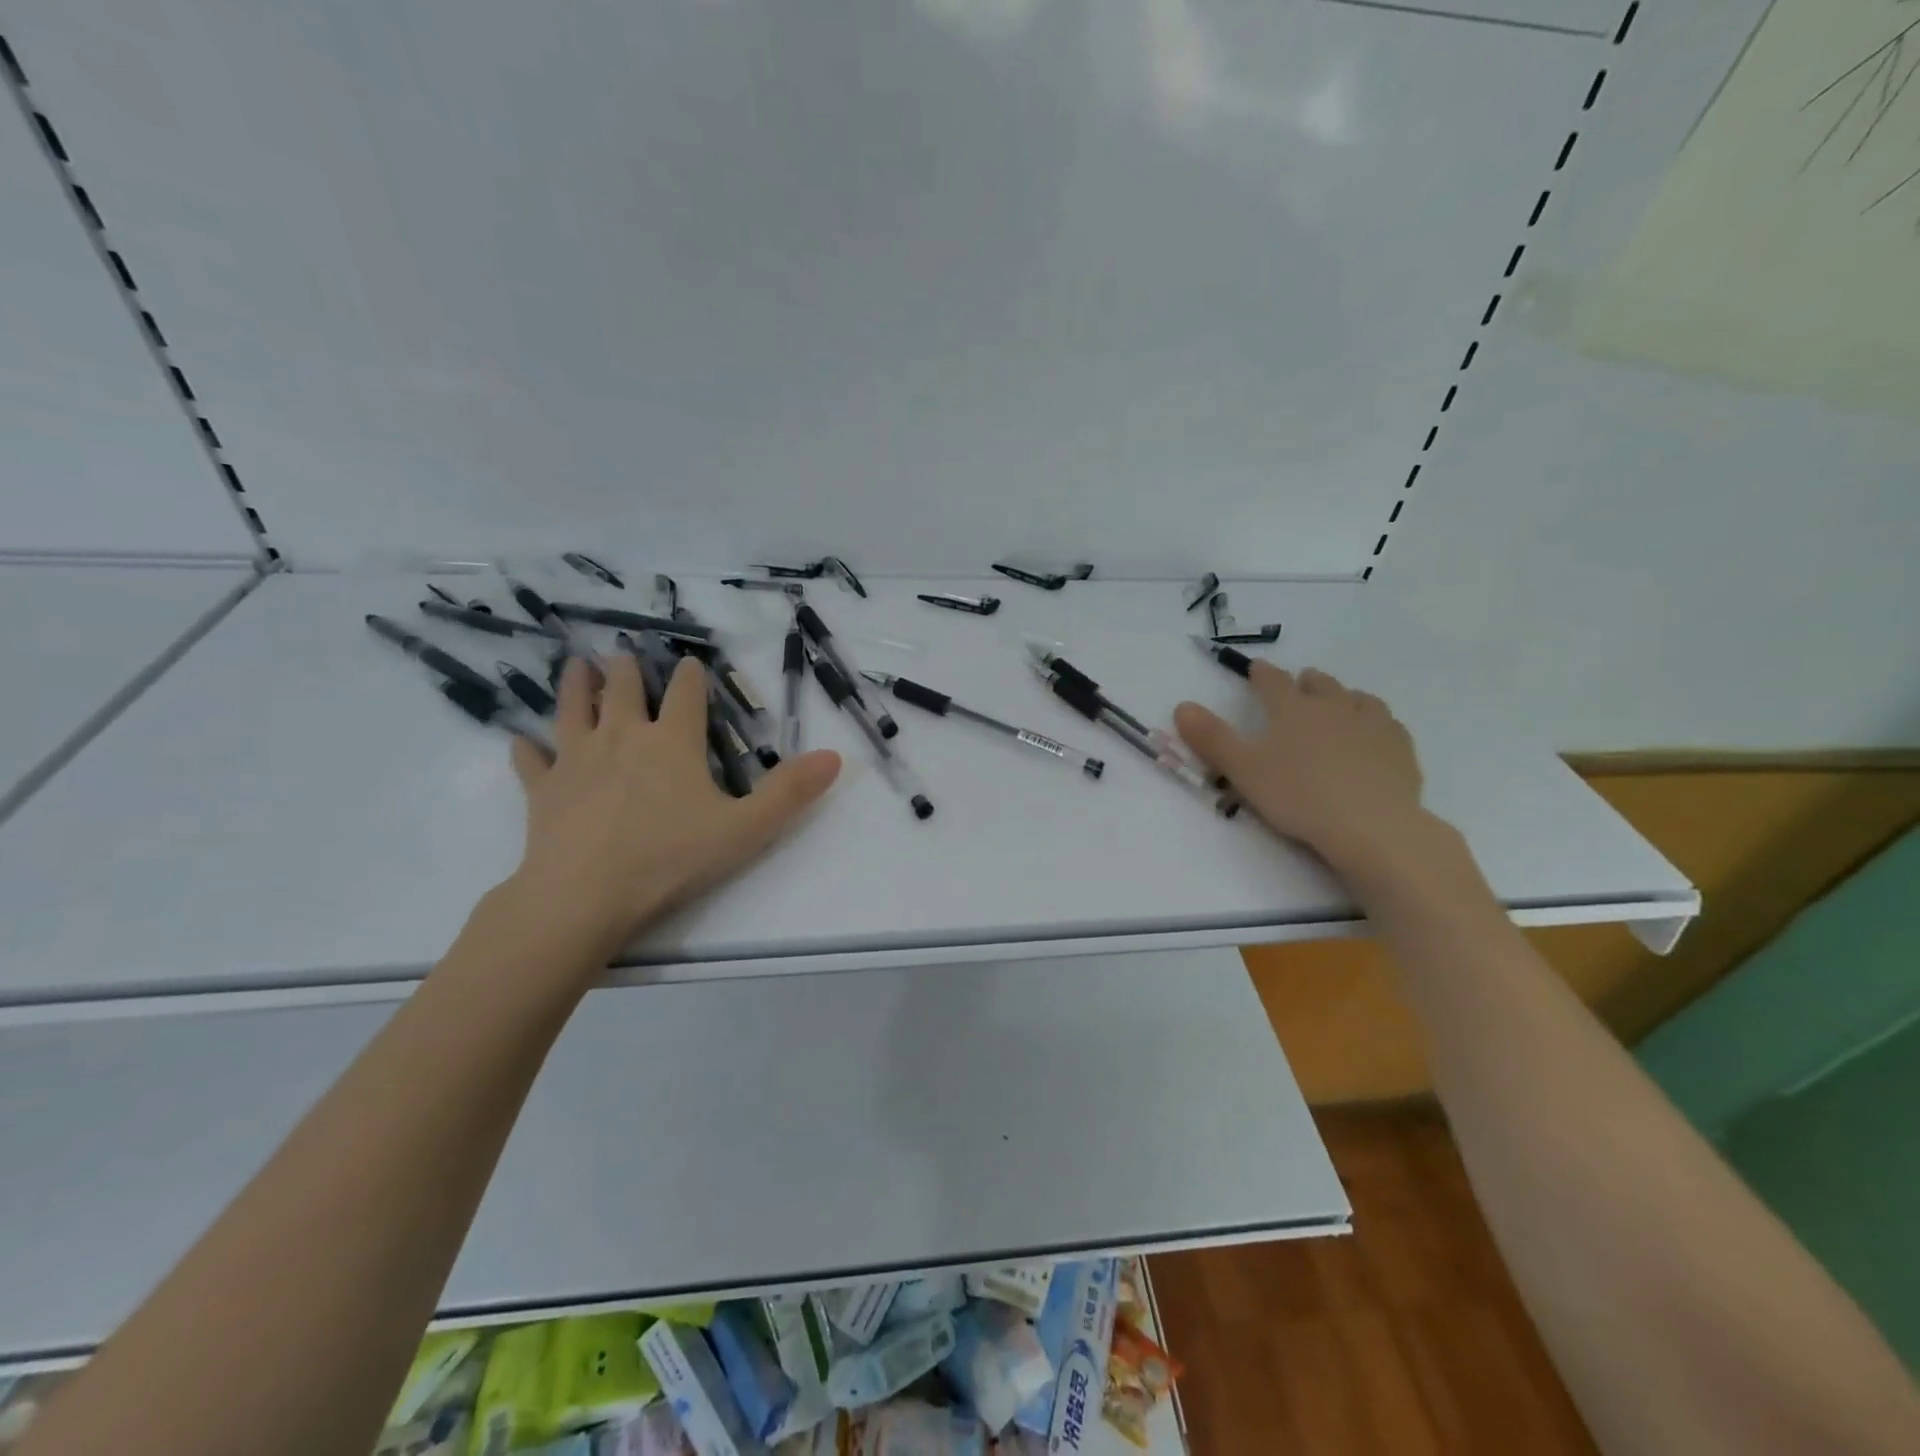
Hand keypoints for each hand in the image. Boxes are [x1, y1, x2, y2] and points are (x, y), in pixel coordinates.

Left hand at [505, 654, 840, 963]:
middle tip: (623, 655)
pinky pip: (531, 761)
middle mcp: (622, 738)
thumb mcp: (745, 829)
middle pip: (623, 689)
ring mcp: (576, 760)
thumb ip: (790, 792)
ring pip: (572, 709)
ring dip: (576, 685)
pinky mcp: (542, 790)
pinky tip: (521, 742)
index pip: (686, 694)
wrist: (583, 897)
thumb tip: (835, 757)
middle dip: (627, 669)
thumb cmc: (670, 860)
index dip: (691, 676)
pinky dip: (527, 749)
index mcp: (672, 742)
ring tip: (576, 666)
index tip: (691, 663)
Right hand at [1174, 665, 1430, 876]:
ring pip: (1358, 699)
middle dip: (1306, 682)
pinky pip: (1388, 724)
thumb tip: (1182, 706)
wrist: (1371, 826)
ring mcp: (1372, 726)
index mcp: (1292, 709)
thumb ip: (1211, 738)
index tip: (1256, 668)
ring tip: (1340, 703)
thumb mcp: (1242, 769)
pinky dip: (1376, 722)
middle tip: (1300, 684)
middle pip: (1320, 685)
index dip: (1262, 674)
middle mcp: (1334, 707)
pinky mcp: (1400, 749)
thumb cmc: (1298, 795)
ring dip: (1344, 697)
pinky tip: (1375, 734)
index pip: (1273, 682)